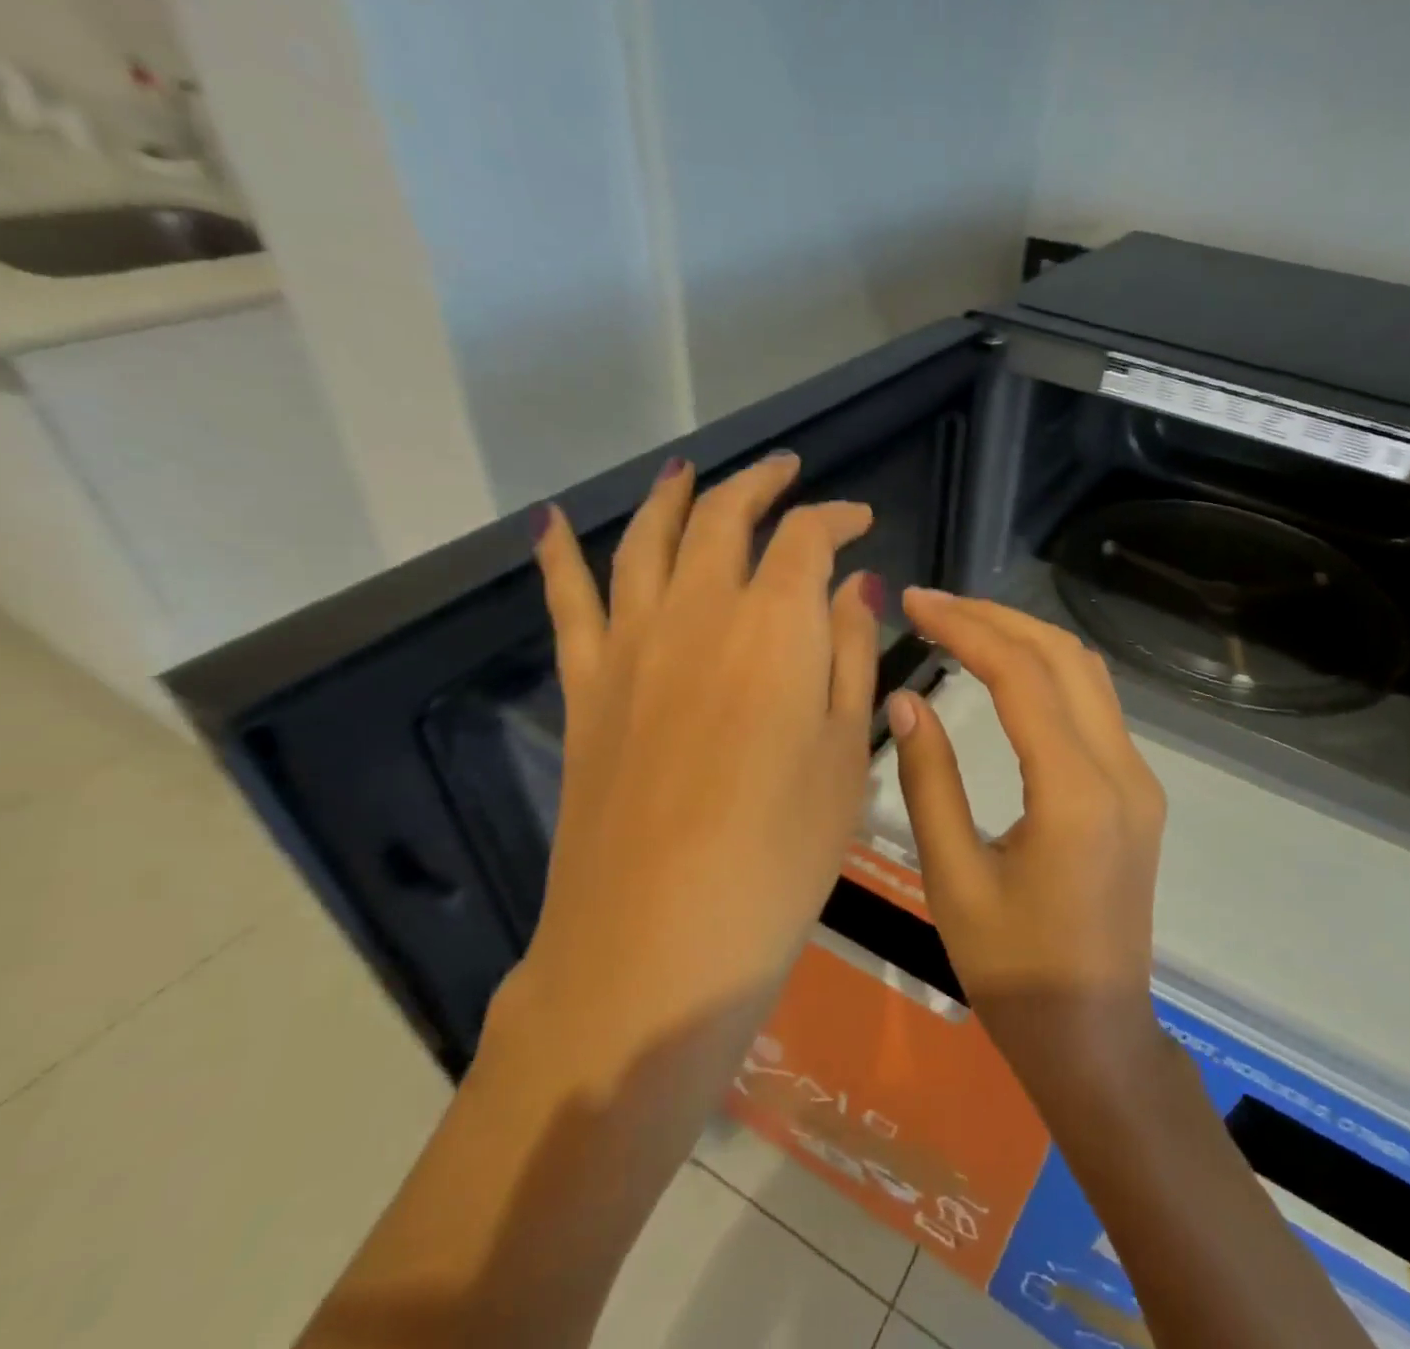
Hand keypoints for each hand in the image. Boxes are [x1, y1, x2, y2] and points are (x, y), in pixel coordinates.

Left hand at [509, 452, 881, 1066]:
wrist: (659, 938)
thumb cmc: (782, 851)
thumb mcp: (845, 751)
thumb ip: (849, 653)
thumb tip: (855, 583)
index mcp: (774, 625)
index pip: (806, 537)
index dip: (836, 517)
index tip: (860, 520)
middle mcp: (697, 612)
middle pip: (723, 517)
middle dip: (759, 483)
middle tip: (786, 473)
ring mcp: (631, 645)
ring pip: (646, 539)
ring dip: (672, 495)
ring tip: (688, 470)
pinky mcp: (587, 686)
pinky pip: (567, 601)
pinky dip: (557, 555)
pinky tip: (549, 523)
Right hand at [887, 589, 1168, 1093]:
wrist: (1096, 1037)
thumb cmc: (1013, 973)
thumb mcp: (952, 880)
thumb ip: (929, 781)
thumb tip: (905, 698)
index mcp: (1076, 794)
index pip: (1021, 676)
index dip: (965, 628)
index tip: (915, 602)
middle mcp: (1121, 771)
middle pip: (1064, 656)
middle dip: (996, 618)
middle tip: (933, 604)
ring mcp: (1139, 779)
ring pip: (1086, 674)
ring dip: (1026, 638)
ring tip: (962, 625)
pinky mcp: (1137, 791)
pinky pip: (1095, 705)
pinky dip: (1048, 671)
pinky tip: (1005, 671)